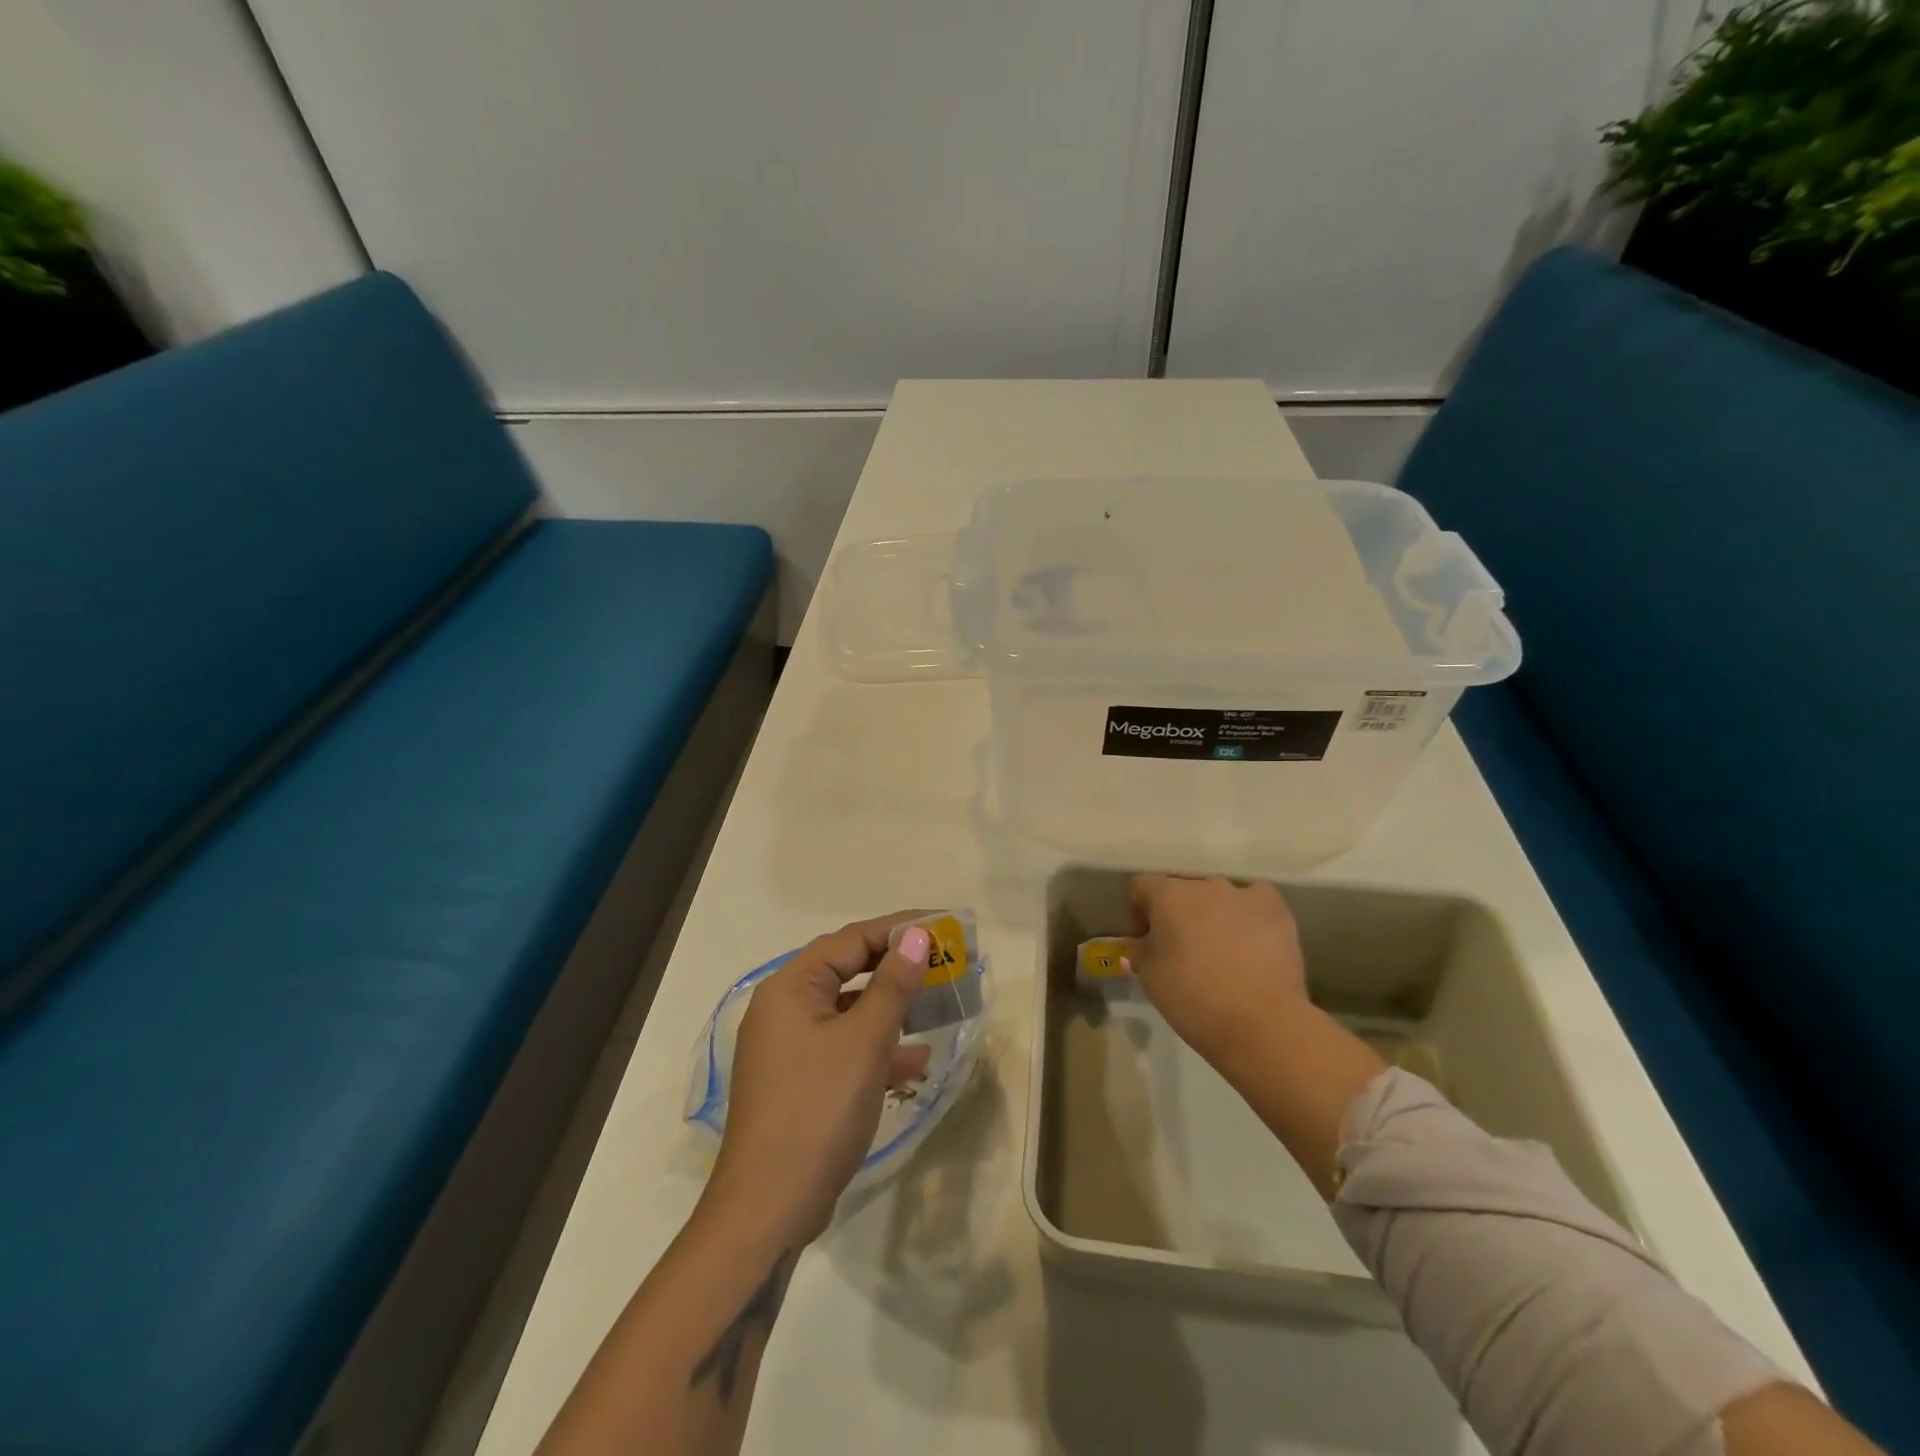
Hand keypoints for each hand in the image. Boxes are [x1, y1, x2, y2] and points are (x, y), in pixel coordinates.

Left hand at [705, 913, 933, 1244]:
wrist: (768, 1210)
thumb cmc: (816, 1112)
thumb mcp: (863, 1043)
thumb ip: (892, 986)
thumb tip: (916, 936)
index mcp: (790, 988)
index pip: (850, 940)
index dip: (898, 928)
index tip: (943, 925)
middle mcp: (785, 1008)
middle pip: (848, 970)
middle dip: (897, 967)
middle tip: (944, 960)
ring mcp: (789, 1047)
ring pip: (849, 1010)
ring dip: (892, 1007)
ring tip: (938, 1004)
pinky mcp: (800, 1081)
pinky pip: (844, 1047)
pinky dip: (878, 1046)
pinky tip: (916, 1061)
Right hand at [1126, 875, 1310, 1075]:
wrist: (1262, 1024)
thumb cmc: (1194, 999)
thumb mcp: (1149, 977)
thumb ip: (1139, 950)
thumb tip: (1143, 942)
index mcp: (1168, 895)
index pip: (1141, 886)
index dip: (1138, 912)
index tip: (1145, 940)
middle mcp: (1205, 884)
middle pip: (1181, 889)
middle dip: (1176, 913)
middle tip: (1181, 947)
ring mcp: (1243, 893)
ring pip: (1217, 896)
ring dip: (1211, 914)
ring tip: (1220, 949)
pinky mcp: (1276, 908)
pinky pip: (1254, 900)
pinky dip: (1247, 914)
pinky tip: (1250, 940)